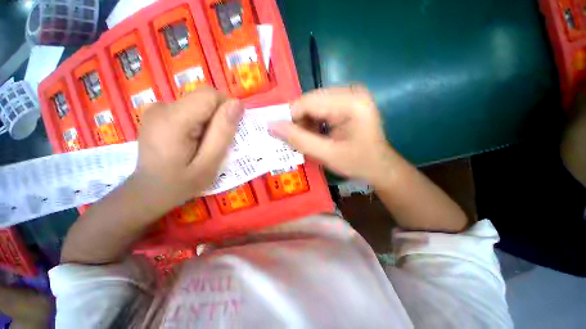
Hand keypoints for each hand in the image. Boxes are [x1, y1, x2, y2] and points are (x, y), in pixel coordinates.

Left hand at [131, 86, 243, 211]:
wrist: (148, 192)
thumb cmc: (181, 182)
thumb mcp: (209, 163)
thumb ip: (223, 132)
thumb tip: (237, 104)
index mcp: (174, 119)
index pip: (210, 95)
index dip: (226, 109)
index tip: (229, 131)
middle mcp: (161, 106)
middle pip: (203, 99)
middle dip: (217, 118)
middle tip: (215, 142)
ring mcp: (155, 108)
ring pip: (197, 104)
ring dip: (208, 121)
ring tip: (203, 144)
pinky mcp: (156, 113)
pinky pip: (188, 109)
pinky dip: (197, 121)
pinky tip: (191, 140)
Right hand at [269, 86, 397, 182]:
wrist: (379, 166)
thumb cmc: (358, 163)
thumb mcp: (327, 154)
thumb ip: (299, 140)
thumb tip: (272, 126)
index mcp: (351, 102)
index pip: (309, 102)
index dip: (289, 116)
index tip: (276, 132)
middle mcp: (351, 92)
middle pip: (311, 101)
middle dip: (297, 121)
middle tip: (290, 140)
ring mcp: (349, 96)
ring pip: (313, 105)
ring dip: (304, 123)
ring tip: (303, 140)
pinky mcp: (346, 103)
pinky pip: (321, 109)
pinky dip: (312, 122)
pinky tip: (313, 135)